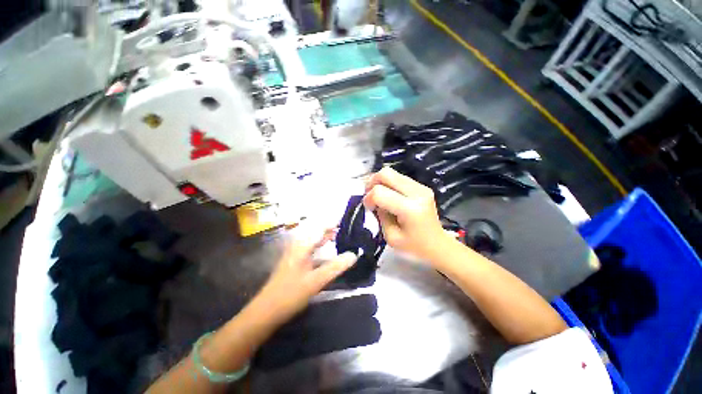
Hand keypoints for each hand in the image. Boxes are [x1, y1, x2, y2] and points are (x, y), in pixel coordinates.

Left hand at [255, 229, 356, 324]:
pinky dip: (322, 247)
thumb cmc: (290, 294)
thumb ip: (335, 267)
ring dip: (327, 238)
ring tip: (342, 239)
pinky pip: (312, 248)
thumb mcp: (316, 281)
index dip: (334, 223)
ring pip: (314, 240)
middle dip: (332, 229)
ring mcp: (296, 253)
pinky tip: (329, 253)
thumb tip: (354, 254)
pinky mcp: (296, 261)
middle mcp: (299, 245)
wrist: (266, 311)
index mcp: (302, 245)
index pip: (320, 227)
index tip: (348, 222)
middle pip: (317, 232)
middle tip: (348, 231)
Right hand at [363, 167, 448, 261]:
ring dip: (380, 182)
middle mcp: (417, 193)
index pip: (380, 192)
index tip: (368, 208)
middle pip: (386, 174)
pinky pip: (399, 177)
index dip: (368, 198)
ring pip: (392, 173)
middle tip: (369, 195)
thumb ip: (380, 216)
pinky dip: (389, 184)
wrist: (438, 245)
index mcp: (410, 209)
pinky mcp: (422, 186)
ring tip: (377, 195)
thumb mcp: (390, 237)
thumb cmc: (414, 246)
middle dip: (372, 183)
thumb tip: (375, 201)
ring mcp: (421, 187)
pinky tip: (388, 195)